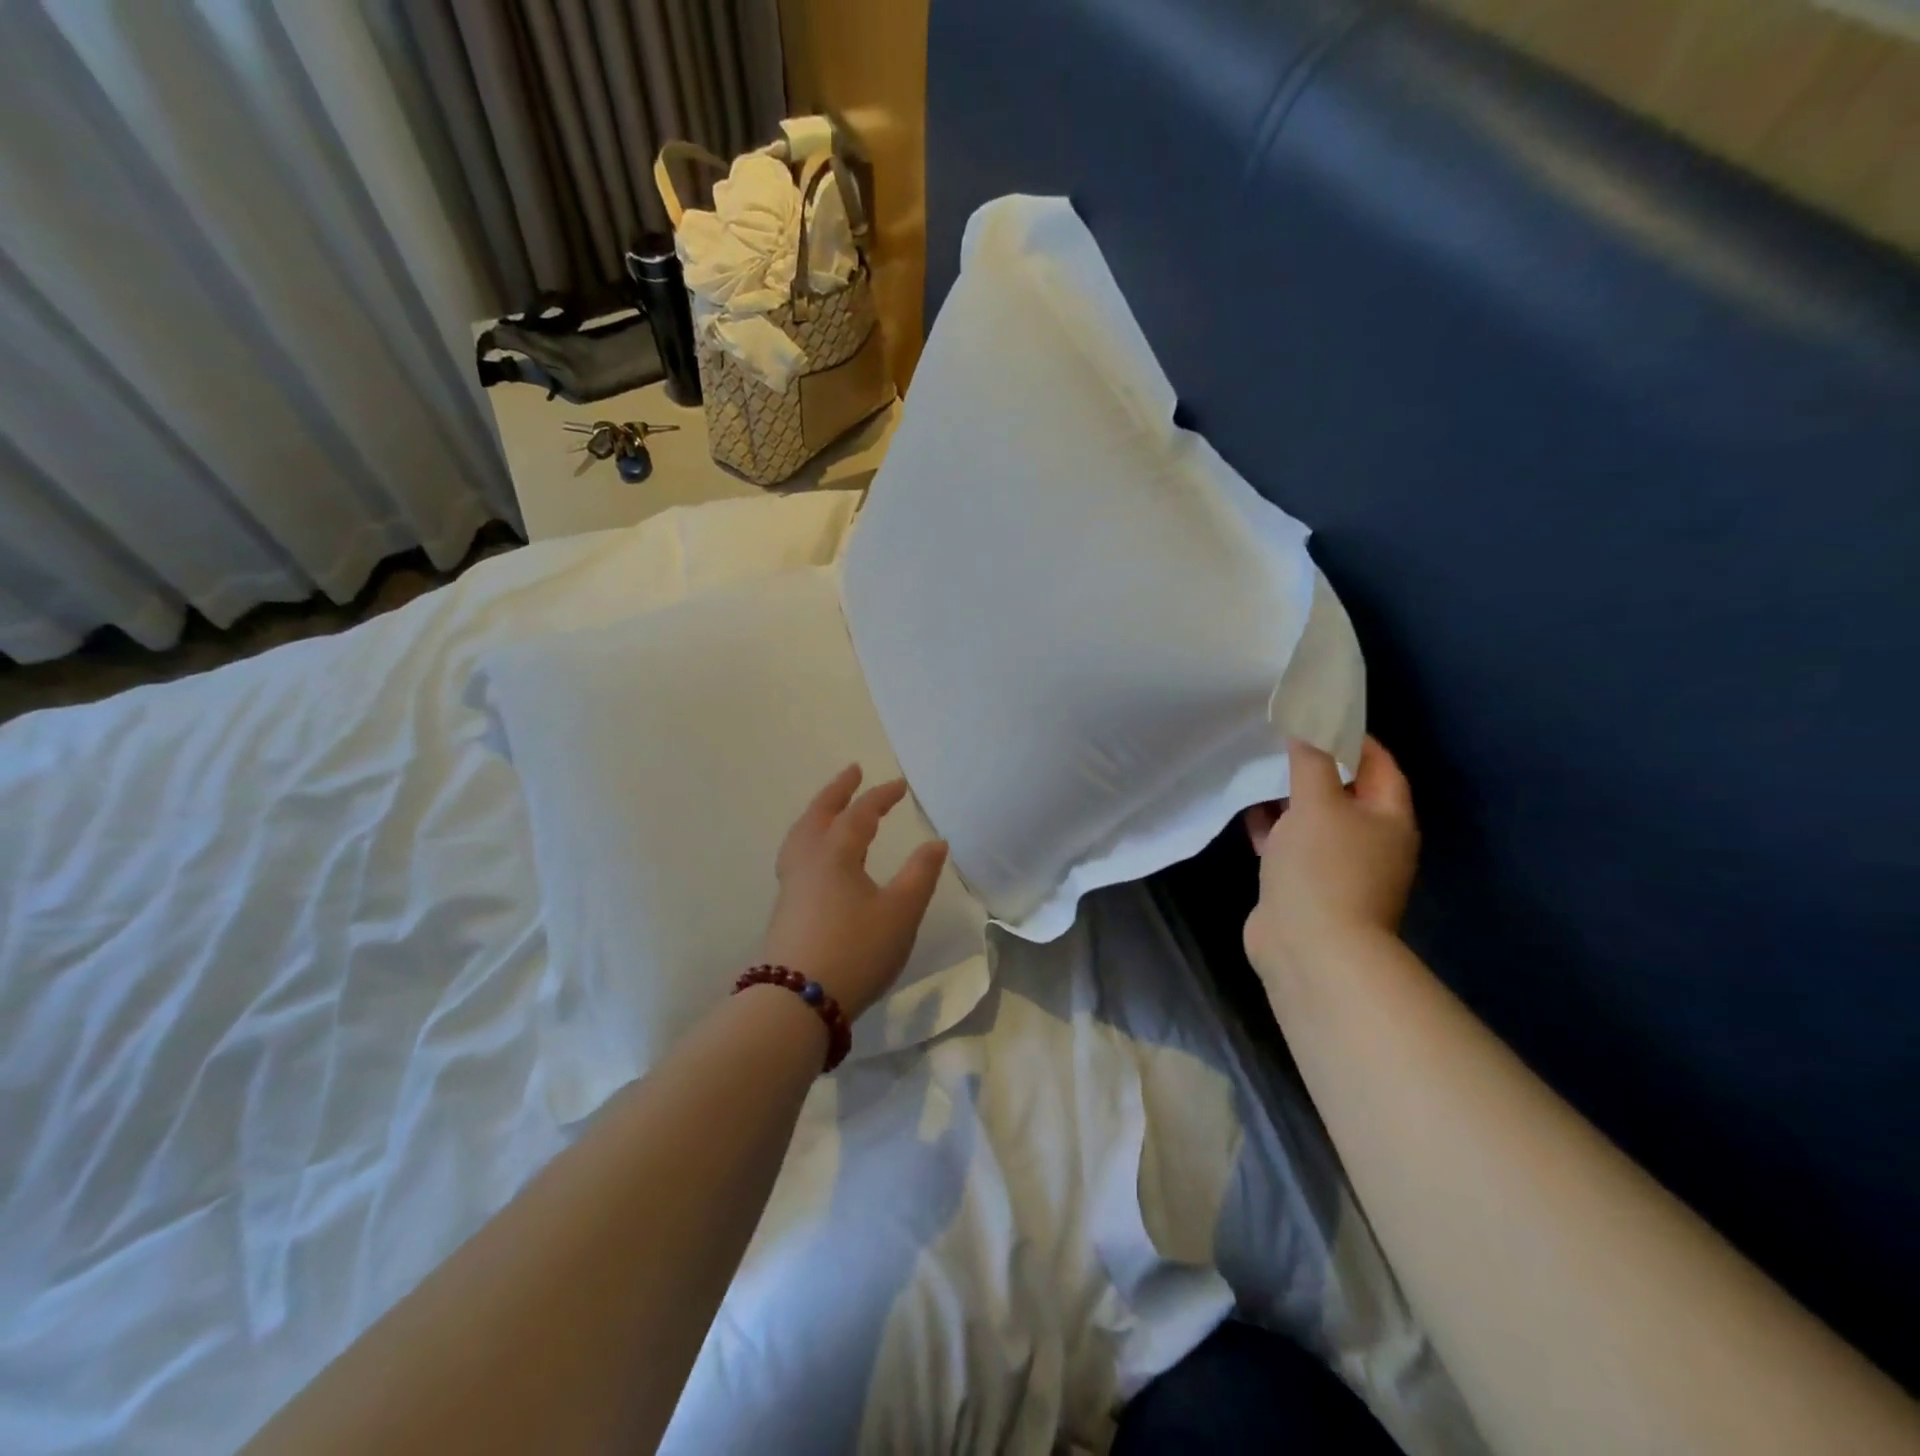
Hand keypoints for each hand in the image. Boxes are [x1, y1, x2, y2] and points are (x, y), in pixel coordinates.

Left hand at [760, 765, 949, 1020]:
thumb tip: (936, 842)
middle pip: (819, 814)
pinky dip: (808, 839)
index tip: (900, 786)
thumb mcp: (900, 913)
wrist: (796, 1001)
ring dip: (818, 813)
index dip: (881, 797)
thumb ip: (920, 874)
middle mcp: (808, 861)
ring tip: (829, 808)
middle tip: (852, 772)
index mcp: (836, 853)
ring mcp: (791, 885)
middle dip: (837, 791)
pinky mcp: (785, 909)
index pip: (860, 814)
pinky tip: (816, 858)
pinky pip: (796, 856)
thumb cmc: (856, 950)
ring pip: (801, 835)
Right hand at [1242, 736, 1419, 991]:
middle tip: (1278, 738)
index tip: (1314, 715)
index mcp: (1388, 817)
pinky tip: (1247, 811)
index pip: (1377, 763)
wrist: (1310, 949)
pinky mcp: (1306, 884)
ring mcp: (1337, 865)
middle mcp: (1370, 840)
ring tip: (1256, 768)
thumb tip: (1308, 726)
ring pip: (1312, 818)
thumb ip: (1311, 761)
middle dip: (1312, 765)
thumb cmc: (1323, 867)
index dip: (1350, 736)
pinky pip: (1290, 844)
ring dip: (1288, 797)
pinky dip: (1272, 827)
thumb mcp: (1317, 803)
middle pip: (1344, 790)